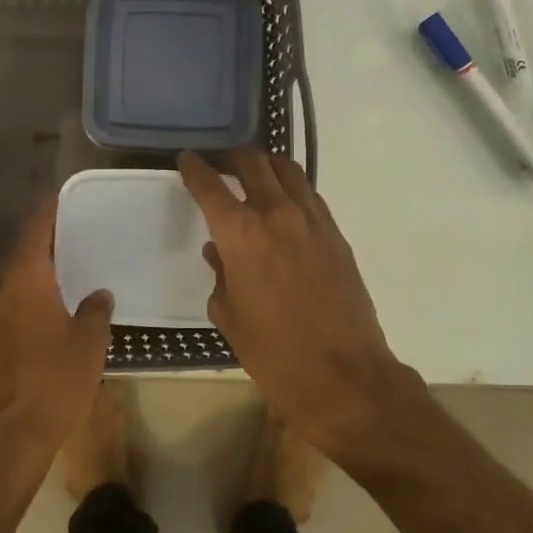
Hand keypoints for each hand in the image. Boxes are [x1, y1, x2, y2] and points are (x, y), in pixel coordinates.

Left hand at [0, 200, 113, 465]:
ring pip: (11, 290)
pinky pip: (6, 316)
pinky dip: (24, 310)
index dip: (48, 212)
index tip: (60, 198)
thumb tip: (97, 294)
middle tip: (72, 247)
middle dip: (44, 252)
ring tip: (62, 286)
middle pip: (21, 259)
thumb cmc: (54, 382)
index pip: (35, 231)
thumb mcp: (89, 344)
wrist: (5, 440)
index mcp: (25, 280)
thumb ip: (95, 311)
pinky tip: (44, 325)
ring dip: (33, 284)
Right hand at [179, 149, 424, 461]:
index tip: (187, 159)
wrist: (344, 375)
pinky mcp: (337, 234)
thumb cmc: (274, 353)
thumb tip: (218, 254)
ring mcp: (313, 221)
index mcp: (241, 234)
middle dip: (233, 157)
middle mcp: (277, 214)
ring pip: (288, 170)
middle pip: (253, 162)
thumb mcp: (230, 317)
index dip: (195, 168)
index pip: (210, 185)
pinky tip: (284, 206)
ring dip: (266, 166)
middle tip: (221, 165)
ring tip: (254, 177)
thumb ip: (220, 276)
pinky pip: (310, 196)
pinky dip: (292, 189)